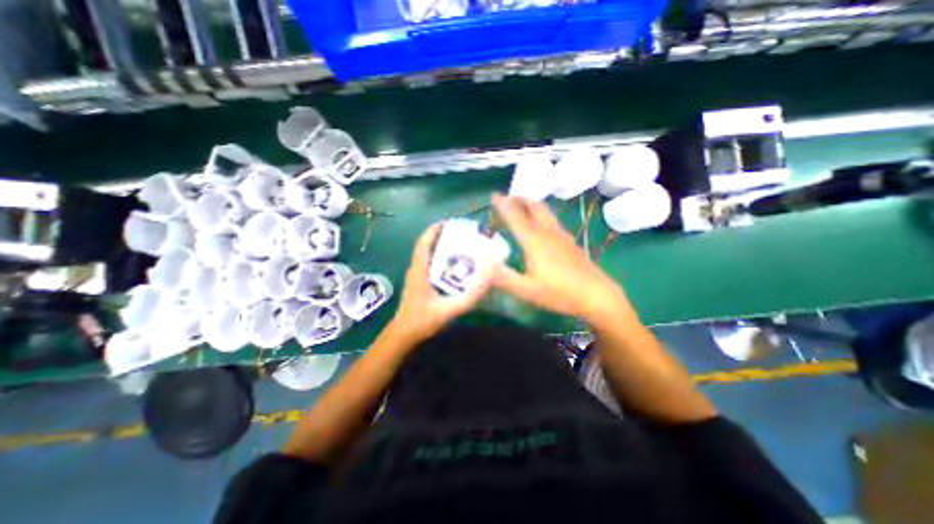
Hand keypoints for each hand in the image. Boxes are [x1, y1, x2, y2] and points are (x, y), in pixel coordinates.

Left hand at [389, 224, 491, 344]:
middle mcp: (416, 268)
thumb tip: (487, 281)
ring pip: (427, 253)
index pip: (424, 243)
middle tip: (462, 234)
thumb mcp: (448, 310)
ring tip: (460, 244)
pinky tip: (454, 263)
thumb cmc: (422, 321)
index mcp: (419, 271)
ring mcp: (416, 274)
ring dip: (441, 245)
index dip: (434, 230)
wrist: (404, 333)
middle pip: (427, 245)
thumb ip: (469, 298)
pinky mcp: (419, 281)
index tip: (450, 222)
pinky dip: (440, 257)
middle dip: (442, 235)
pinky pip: (429, 262)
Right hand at [492, 193, 630, 322]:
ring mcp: (560, 235)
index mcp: (534, 241)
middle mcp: (547, 232)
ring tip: (519, 206)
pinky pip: (550, 219)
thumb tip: (483, 268)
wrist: (597, 294)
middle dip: (518, 199)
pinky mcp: (569, 241)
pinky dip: (539, 213)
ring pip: (544, 211)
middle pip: (533, 206)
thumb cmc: (560, 293)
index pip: (515, 216)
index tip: (493, 196)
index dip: (503, 205)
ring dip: (529, 204)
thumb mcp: (528, 291)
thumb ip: (504, 279)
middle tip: (505, 199)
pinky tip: (538, 224)